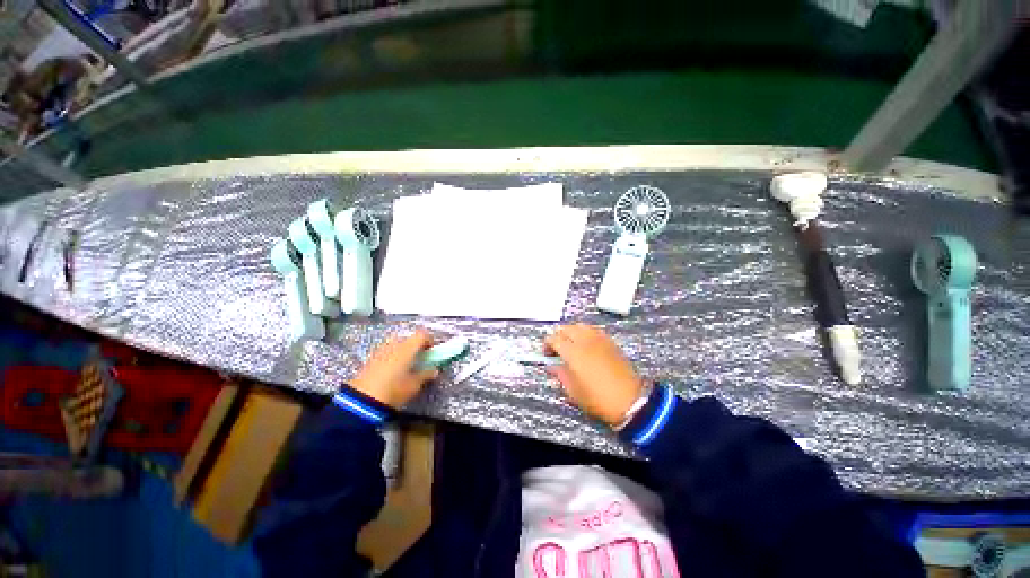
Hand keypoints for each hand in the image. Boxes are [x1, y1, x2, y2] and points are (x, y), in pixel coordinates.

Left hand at [350, 329, 438, 408]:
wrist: (361, 401)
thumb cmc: (394, 390)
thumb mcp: (414, 385)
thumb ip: (426, 375)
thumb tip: (434, 370)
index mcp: (408, 347)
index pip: (422, 334)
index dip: (429, 341)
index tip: (432, 352)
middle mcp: (394, 344)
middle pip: (408, 338)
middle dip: (415, 346)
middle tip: (419, 359)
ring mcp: (381, 350)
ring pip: (396, 344)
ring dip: (403, 351)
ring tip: (405, 366)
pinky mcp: (370, 358)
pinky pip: (386, 351)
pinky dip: (392, 356)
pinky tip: (392, 371)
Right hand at [544, 324, 644, 425]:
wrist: (631, 400)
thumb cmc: (598, 399)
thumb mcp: (573, 392)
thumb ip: (560, 375)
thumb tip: (552, 366)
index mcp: (573, 352)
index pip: (554, 338)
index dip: (547, 344)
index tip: (546, 354)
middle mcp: (585, 340)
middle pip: (566, 328)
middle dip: (558, 336)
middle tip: (557, 349)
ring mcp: (599, 339)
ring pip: (580, 326)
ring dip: (572, 332)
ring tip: (571, 345)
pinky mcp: (610, 341)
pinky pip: (593, 330)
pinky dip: (585, 333)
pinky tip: (586, 345)